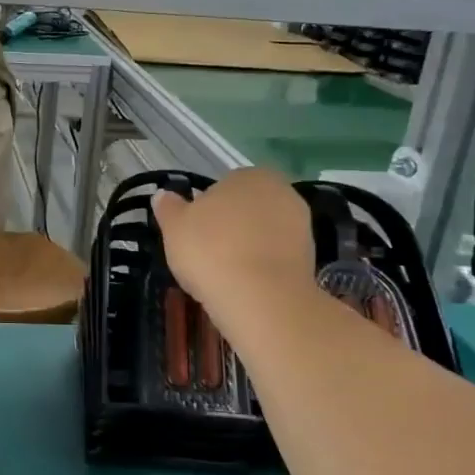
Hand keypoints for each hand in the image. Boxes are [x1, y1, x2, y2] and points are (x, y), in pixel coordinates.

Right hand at [151, 169, 319, 308]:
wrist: (261, 298)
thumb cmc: (211, 250)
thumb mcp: (175, 227)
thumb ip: (169, 208)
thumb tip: (163, 195)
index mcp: (251, 175)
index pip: (223, 187)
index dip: (206, 210)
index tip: (193, 233)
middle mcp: (282, 193)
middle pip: (245, 209)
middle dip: (230, 227)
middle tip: (206, 253)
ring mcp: (301, 227)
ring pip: (262, 234)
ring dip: (246, 248)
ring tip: (223, 273)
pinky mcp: (310, 260)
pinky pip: (275, 258)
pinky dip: (261, 268)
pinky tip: (244, 285)